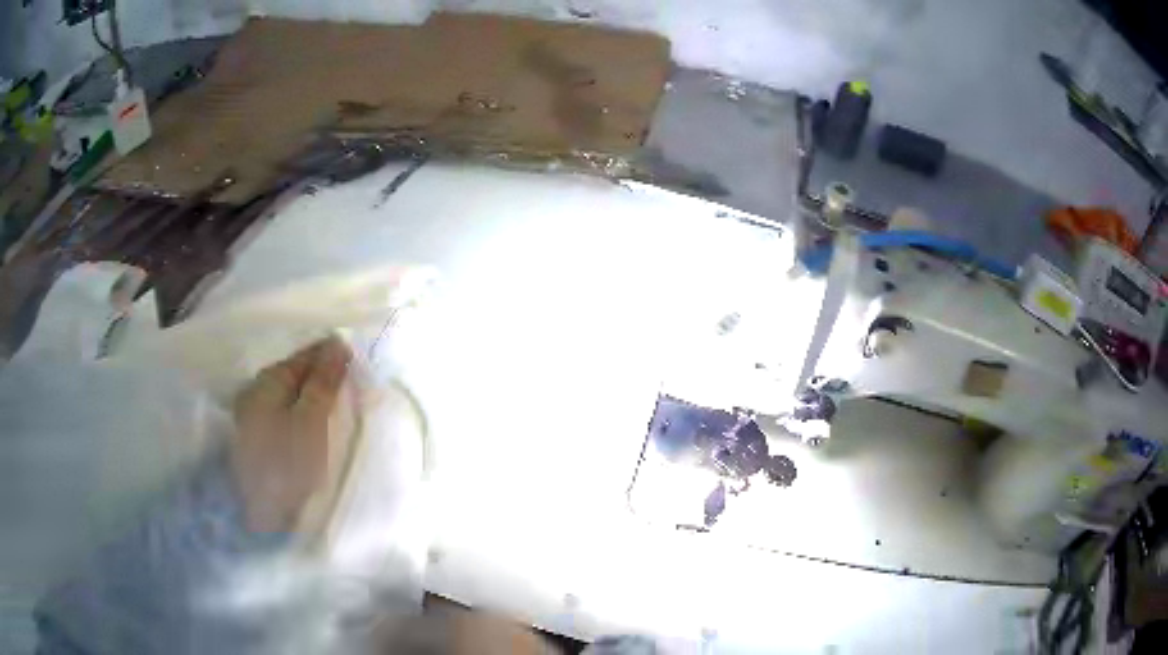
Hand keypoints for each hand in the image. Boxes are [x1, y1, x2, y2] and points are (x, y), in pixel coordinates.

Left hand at [231, 337, 352, 532]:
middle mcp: (255, 391)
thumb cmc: (286, 463)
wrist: (254, 515)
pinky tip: (310, 428)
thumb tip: (337, 343)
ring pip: (287, 397)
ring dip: (310, 398)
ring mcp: (251, 417)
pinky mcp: (253, 441)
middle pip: (293, 376)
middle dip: (320, 377)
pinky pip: (282, 416)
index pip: (305, 356)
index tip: (357, 362)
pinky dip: (299, 417)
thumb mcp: (311, 421)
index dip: (331, 357)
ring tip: (334, 407)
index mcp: (268, 380)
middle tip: (350, 385)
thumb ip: (323, 382)